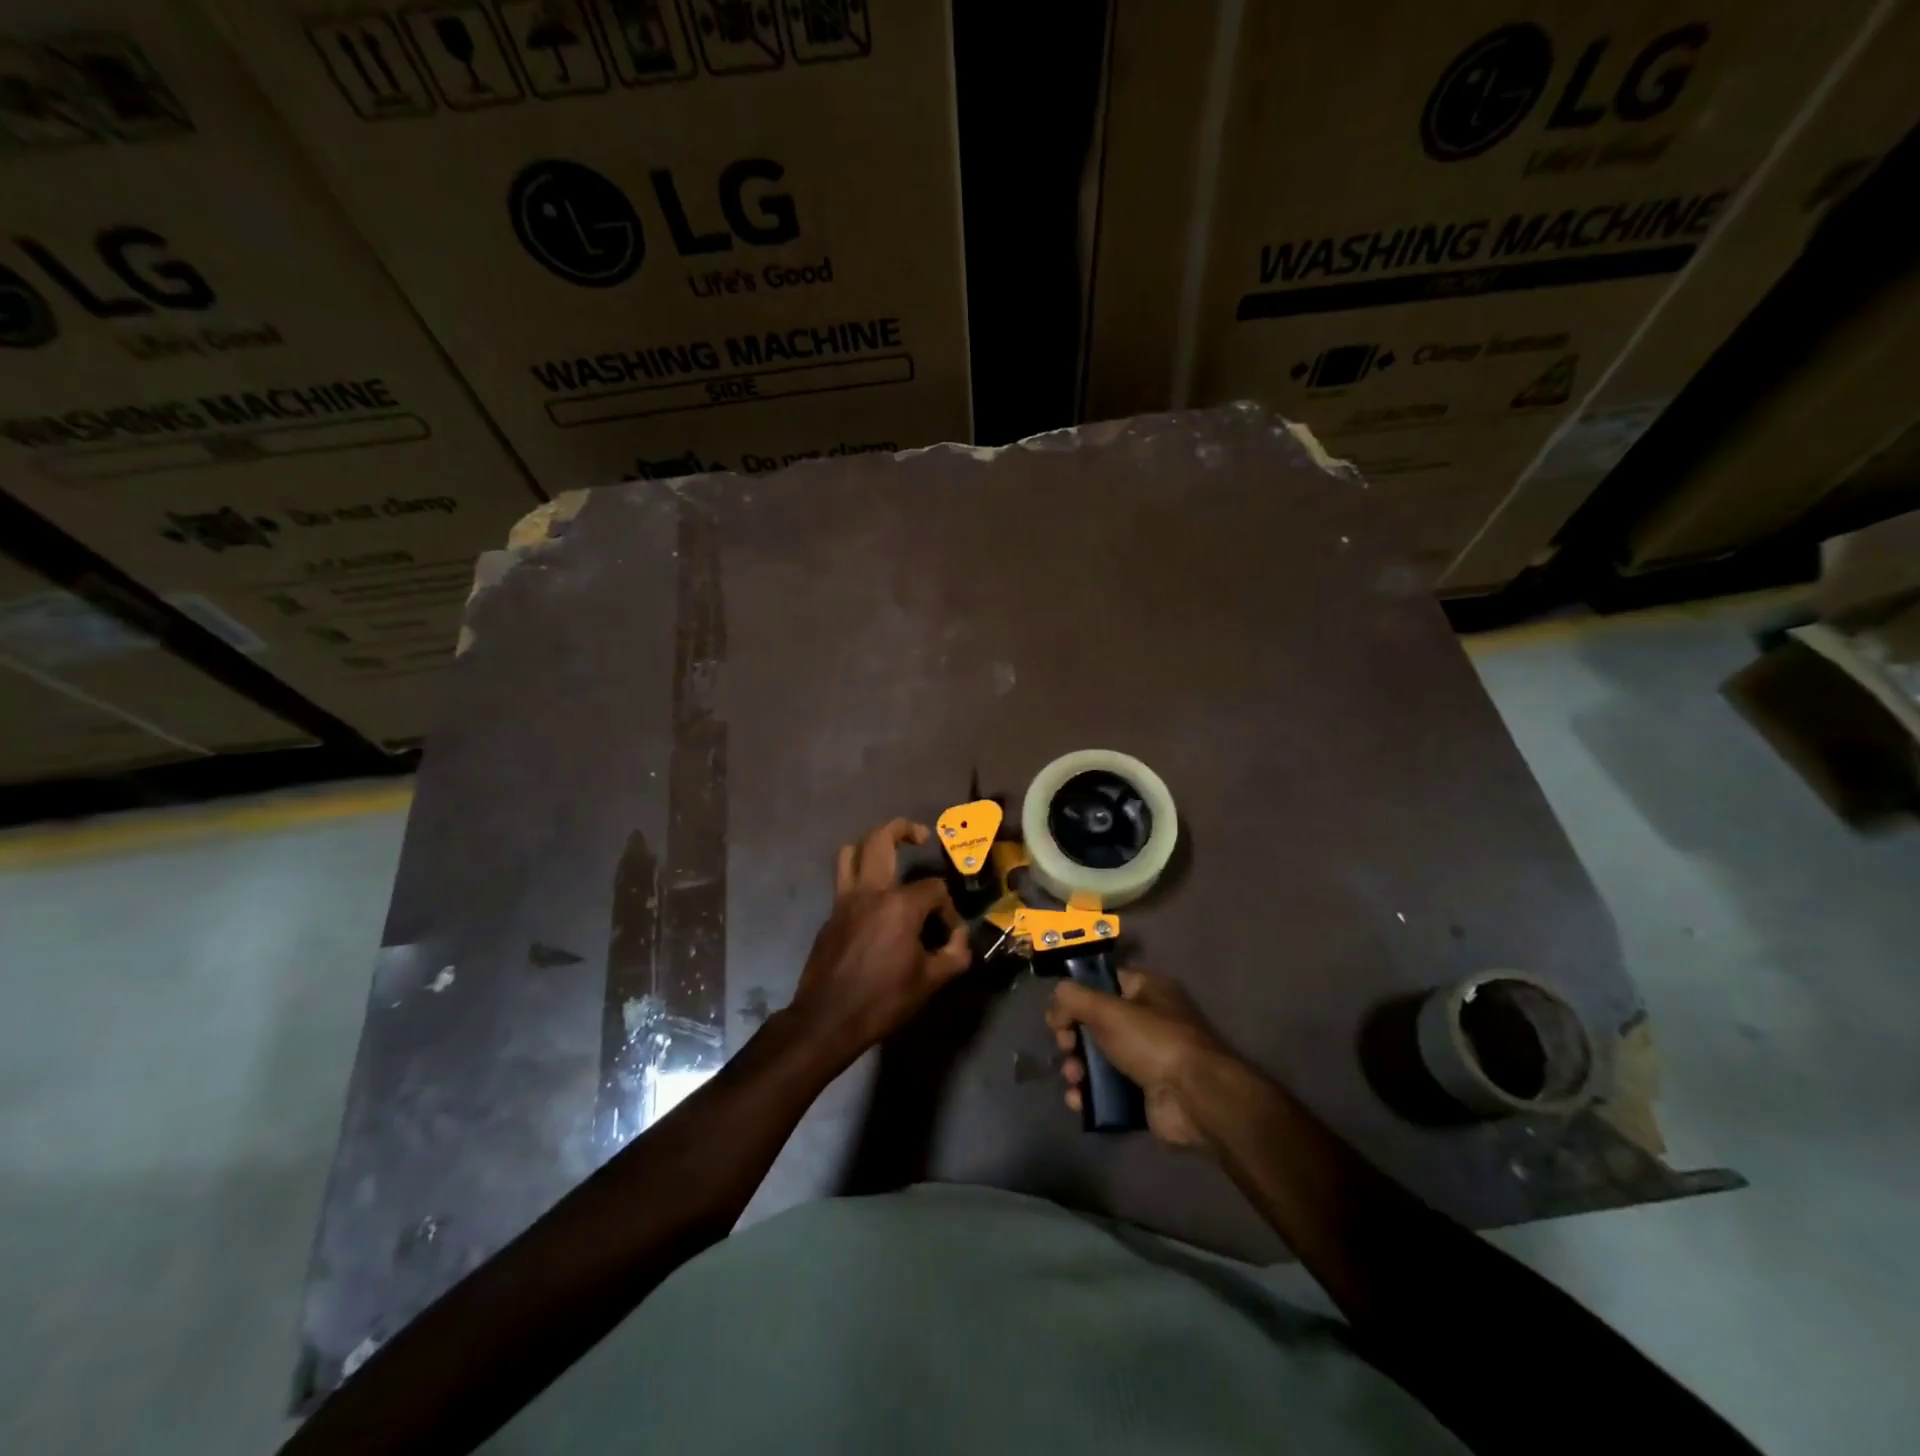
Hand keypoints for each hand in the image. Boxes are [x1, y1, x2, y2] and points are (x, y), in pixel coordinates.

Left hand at [790, 818, 971, 1061]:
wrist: (827, 1020)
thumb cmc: (882, 1000)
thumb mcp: (930, 982)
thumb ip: (954, 955)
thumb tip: (959, 939)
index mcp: (899, 905)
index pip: (934, 888)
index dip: (948, 908)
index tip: (949, 934)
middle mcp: (870, 892)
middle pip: (881, 839)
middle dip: (903, 829)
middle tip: (920, 837)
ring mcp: (844, 901)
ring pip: (850, 852)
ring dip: (870, 845)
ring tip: (889, 855)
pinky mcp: (830, 916)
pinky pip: (843, 881)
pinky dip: (859, 877)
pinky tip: (874, 903)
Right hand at [1046, 970, 1231, 1147]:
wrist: (1196, 1099)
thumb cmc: (1153, 1042)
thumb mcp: (1107, 1009)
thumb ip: (1072, 998)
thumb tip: (1054, 1006)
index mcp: (1146, 990)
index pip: (1103, 982)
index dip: (1077, 996)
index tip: (1059, 1015)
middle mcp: (1147, 1020)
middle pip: (1095, 1023)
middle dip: (1073, 1038)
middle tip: (1066, 1048)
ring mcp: (1146, 1059)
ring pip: (1097, 1058)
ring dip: (1077, 1068)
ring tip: (1074, 1079)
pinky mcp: (1144, 1093)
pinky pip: (1107, 1089)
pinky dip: (1089, 1095)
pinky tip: (1079, 1101)